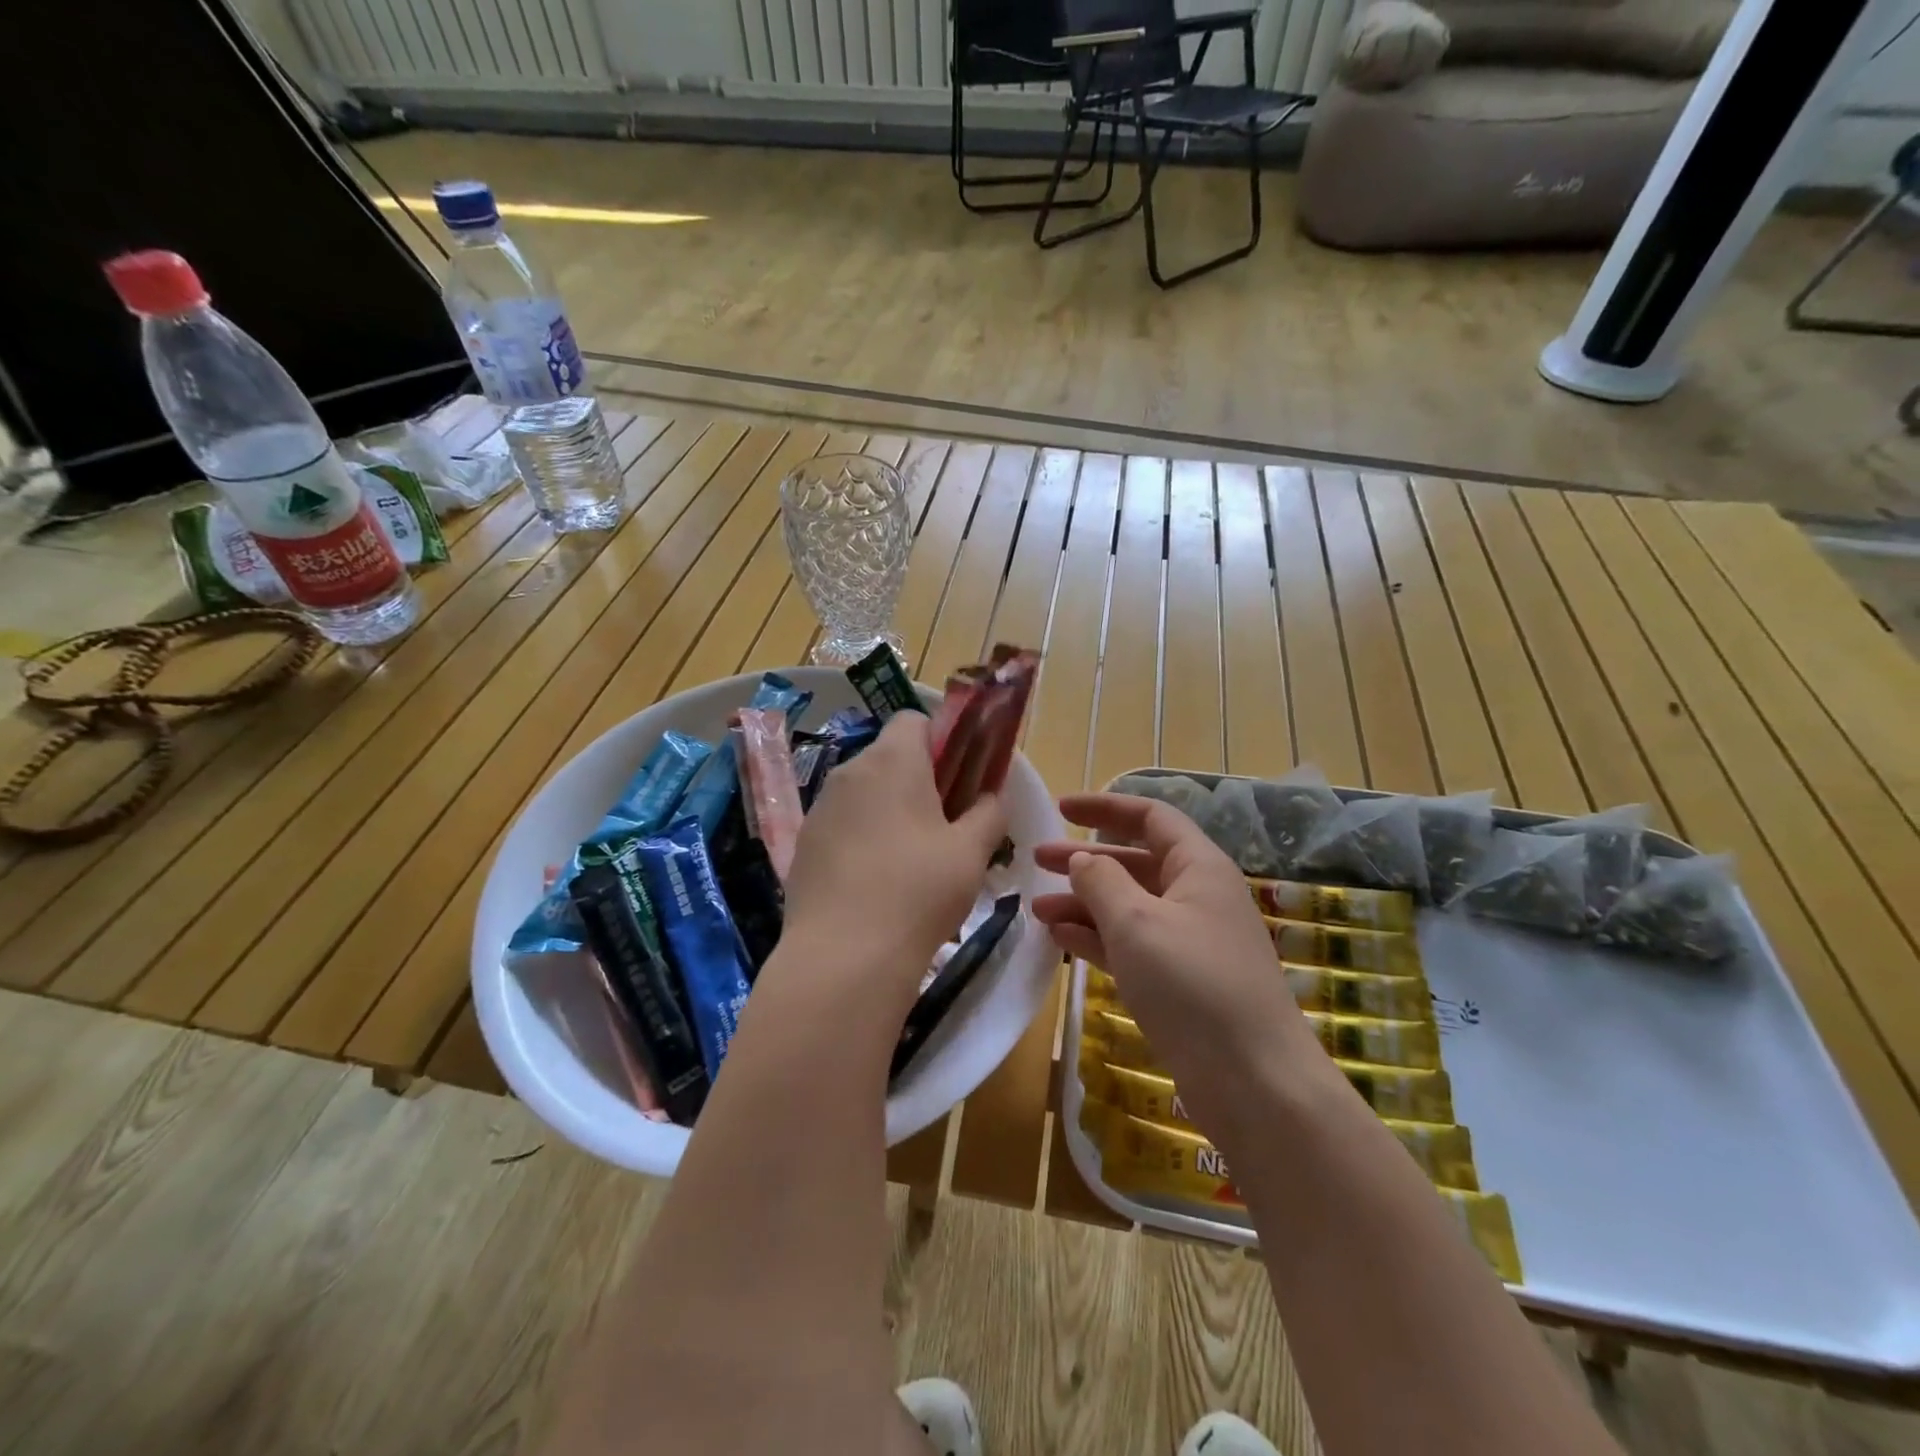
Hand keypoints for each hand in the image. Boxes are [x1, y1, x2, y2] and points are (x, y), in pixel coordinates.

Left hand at [779, 713, 1008, 1004]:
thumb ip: (989, 813)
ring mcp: (821, 807)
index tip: (959, 779)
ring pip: (864, 791)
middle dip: (919, 779)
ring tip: (911, 860)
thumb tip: (989, 796)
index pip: (914, 720)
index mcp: (893, 760)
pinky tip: (876, 880)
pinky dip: (862, 836)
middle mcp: (850, 771)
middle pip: (889, 756)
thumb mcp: (972, 852)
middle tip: (945, 825)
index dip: (942, 741)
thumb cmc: (919, 892)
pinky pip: (842, 822)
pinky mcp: (804, 842)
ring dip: (889, 808)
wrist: (843, 957)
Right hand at [1032, 793, 1323, 1140]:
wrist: (1254, 1082)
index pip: (1150, 818)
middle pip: (1134, 863)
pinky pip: (1132, 945)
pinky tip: (1061, 940)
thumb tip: (1083, 859)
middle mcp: (1196, 897)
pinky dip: (1097, 939)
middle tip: (1036, 860)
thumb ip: (1102, 881)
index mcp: (1198, 867)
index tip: (1061, 808)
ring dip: (1084, 904)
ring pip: (1129, 907)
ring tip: (1037, 910)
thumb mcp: (1136, 922)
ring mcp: (1189, 942)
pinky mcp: (1180, 982)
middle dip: (1085, 860)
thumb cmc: (1192, 983)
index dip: (1105, 807)